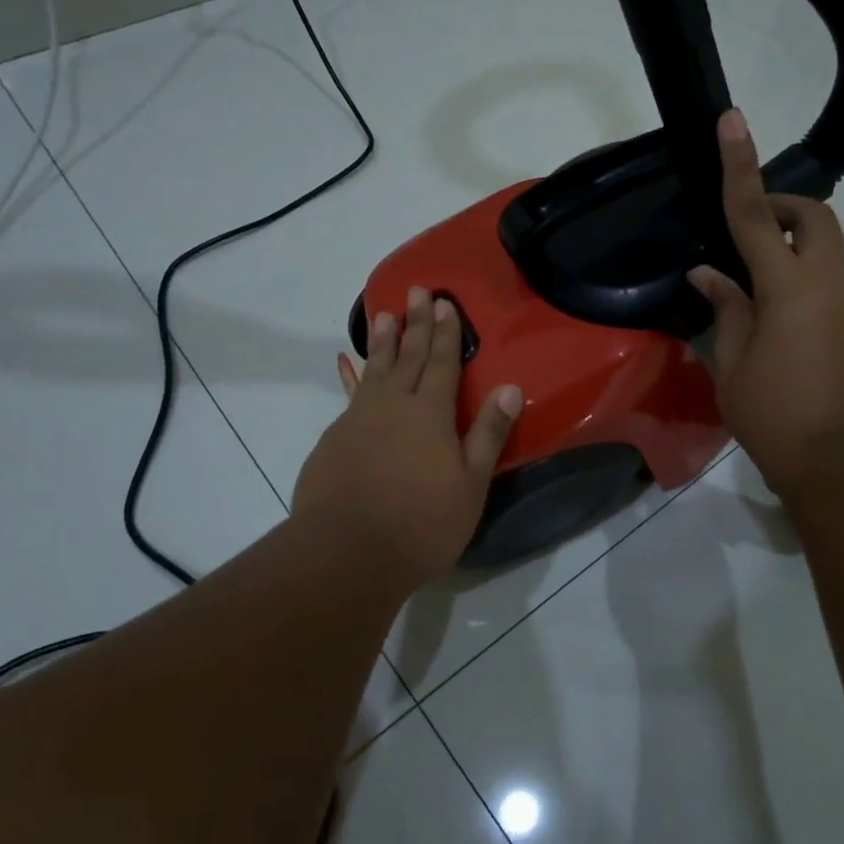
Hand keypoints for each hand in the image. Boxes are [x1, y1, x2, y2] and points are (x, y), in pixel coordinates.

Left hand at [292, 286, 523, 588]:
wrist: (345, 552)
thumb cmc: (421, 522)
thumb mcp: (470, 484)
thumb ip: (488, 433)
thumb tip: (510, 388)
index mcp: (429, 413)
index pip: (440, 362)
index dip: (445, 332)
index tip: (444, 302)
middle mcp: (391, 405)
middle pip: (406, 356)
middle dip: (415, 323)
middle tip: (417, 290)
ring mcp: (357, 420)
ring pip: (374, 370)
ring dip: (382, 342)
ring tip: (384, 315)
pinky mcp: (333, 440)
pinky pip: (350, 396)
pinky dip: (355, 377)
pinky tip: (351, 371)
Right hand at [687, 110, 843, 501]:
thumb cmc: (777, 418)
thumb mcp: (733, 366)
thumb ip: (725, 311)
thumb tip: (708, 274)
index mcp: (791, 288)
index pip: (758, 215)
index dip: (741, 167)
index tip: (733, 122)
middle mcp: (832, 287)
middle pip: (818, 220)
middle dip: (786, 206)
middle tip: (750, 230)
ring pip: (825, 260)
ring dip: (790, 261)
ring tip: (751, 309)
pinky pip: (831, 296)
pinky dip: (802, 297)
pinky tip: (779, 342)